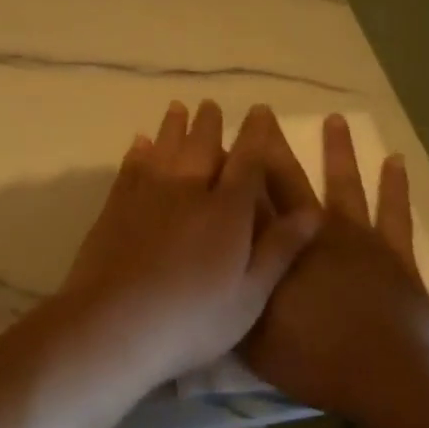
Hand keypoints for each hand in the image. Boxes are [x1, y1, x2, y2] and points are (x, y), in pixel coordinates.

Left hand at [57, 100, 321, 388]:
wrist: (115, 323)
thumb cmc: (192, 318)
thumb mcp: (250, 295)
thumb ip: (280, 249)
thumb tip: (313, 211)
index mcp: (227, 211)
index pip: (247, 161)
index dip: (255, 134)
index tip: (259, 111)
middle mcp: (188, 190)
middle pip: (202, 146)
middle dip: (209, 123)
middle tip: (210, 104)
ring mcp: (148, 195)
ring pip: (165, 148)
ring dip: (173, 127)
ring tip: (178, 108)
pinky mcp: (116, 206)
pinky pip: (131, 167)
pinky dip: (138, 151)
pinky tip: (139, 143)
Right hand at [240, 113, 428, 421]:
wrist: (386, 374)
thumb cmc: (313, 360)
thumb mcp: (252, 337)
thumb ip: (230, 298)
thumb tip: (207, 268)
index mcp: (275, 250)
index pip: (246, 200)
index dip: (232, 169)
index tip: (221, 139)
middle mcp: (312, 230)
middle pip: (287, 179)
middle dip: (271, 145)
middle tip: (262, 112)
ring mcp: (356, 237)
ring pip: (343, 183)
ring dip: (338, 150)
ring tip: (334, 118)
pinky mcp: (393, 252)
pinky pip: (395, 212)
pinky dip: (396, 186)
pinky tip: (396, 160)